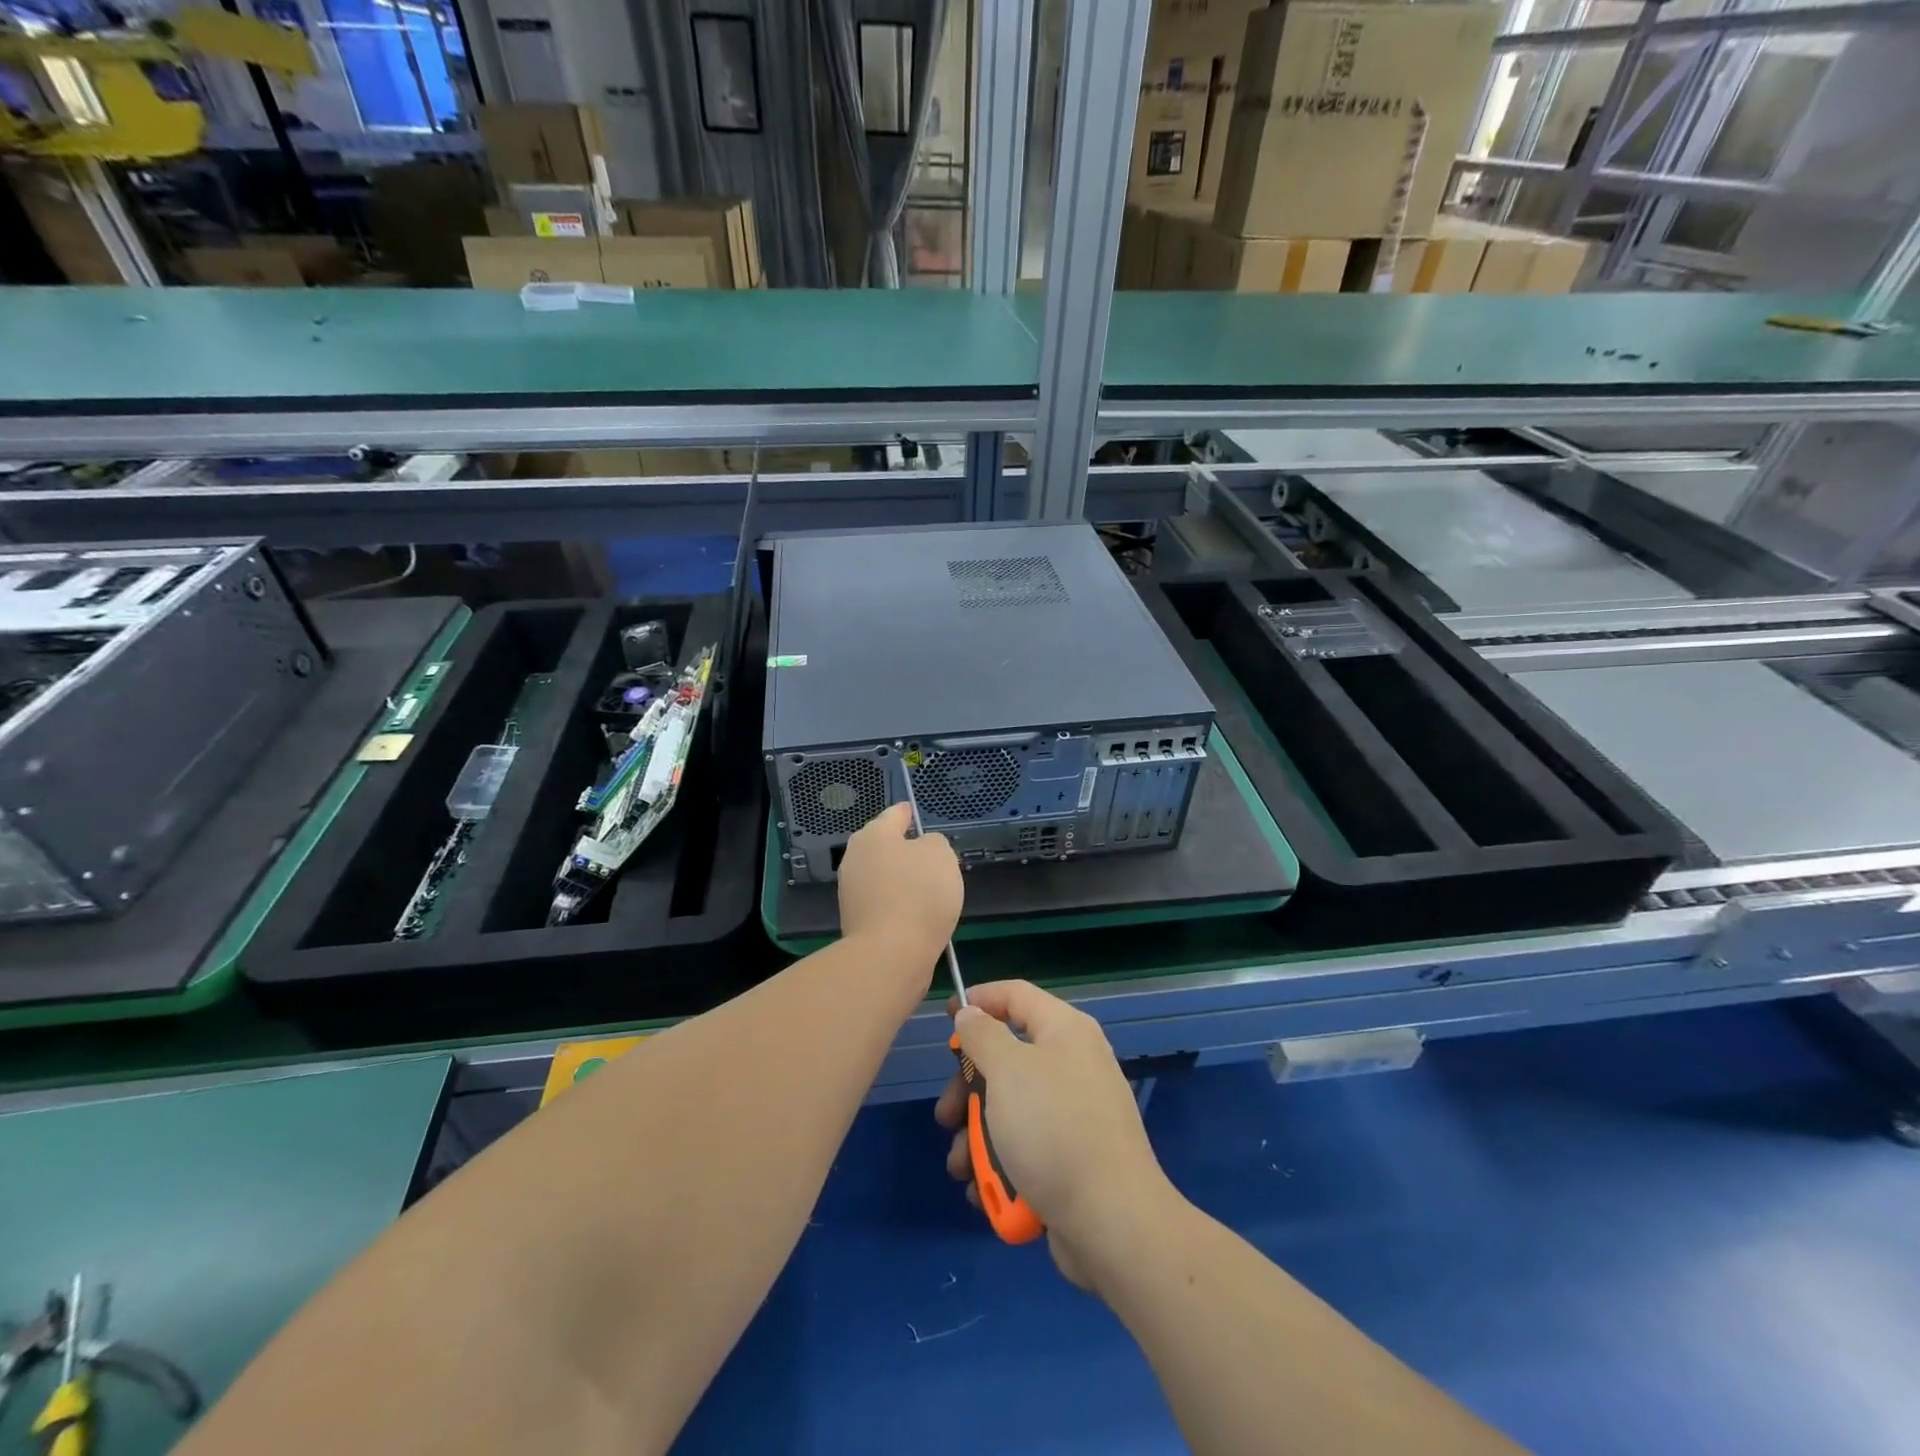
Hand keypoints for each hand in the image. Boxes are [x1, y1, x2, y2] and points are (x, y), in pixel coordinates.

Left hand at [836, 803, 961, 967]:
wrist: (890, 954)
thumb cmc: (919, 894)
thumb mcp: (941, 855)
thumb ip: (934, 843)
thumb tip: (922, 850)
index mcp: (874, 835)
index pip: (895, 814)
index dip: (909, 813)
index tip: (915, 814)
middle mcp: (855, 857)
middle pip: (884, 845)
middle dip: (904, 849)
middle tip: (930, 856)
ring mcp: (851, 890)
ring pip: (882, 874)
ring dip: (901, 878)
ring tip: (927, 888)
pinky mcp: (855, 919)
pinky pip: (882, 901)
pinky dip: (897, 902)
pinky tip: (915, 913)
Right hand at [935, 980, 1178, 1289]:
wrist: (1112, 1221)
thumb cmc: (1053, 1129)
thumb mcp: (1007, 1070)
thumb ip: (982, 1035)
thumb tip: (972, 1014)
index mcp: (1064, 1031)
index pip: (1016, 995)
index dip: (979, 1000)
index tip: (946, 1019)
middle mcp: (1072, 1064)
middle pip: (1007, 1059)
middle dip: (969, 1089)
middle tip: (946, 1116)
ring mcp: (1074, 1114)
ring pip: (1011, 1109)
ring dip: (978, 1136)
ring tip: (962, 1167)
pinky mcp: (1072, 1158)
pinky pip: (1027, 1147)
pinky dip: (1002, 1165)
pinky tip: (985, 1191)